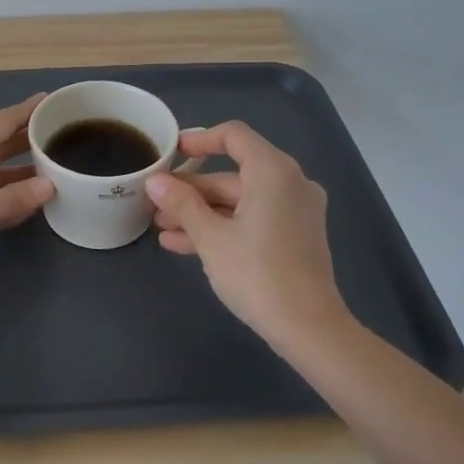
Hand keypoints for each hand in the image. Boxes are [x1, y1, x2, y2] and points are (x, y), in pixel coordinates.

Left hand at [0, 95, 55, 275]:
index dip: (29, 111)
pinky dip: (7, 197)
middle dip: (30, 140)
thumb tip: (49, 186)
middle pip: (1, 144)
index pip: (4, 121)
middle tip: (65, 135)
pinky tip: (29, 203)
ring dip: (22, 172)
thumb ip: (12, 199)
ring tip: (57, 170)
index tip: (54, 101)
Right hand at [146, 121, 346, 345]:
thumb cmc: (257, 273)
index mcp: (273, 172)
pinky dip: (223, 226)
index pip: (233, 136)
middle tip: (156, 202)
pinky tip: (184, 245)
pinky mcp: (295, 237)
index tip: (171, 153)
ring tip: (162, 227)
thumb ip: (181, 203)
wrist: (309, 328)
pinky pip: (253, 219)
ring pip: (240, 200)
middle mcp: (290, 183)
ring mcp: (295, 212)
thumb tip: (155, 181)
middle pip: (232, 173)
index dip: (199, 140)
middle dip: (192, 189)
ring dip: (201, 212)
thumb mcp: (210, 237)